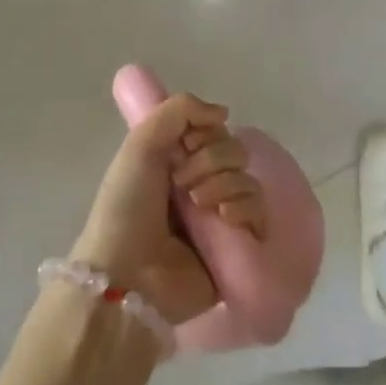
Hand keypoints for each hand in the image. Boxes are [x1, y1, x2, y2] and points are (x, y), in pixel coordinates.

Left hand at [70, 94, 266, 324]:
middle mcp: (201, 186)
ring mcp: (220, 218)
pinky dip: (245, 208)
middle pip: (234, 152)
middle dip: (212, 161)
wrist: (126, 275)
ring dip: (226, 185)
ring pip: (248, 180)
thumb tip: (223, 113)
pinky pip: (259, 213)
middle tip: (184, 185)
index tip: (186, 145)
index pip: (214, 131)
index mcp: (177, 162)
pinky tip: (225, 217)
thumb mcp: (140, 144)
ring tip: (201, 206)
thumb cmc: (126, 208)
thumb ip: (179, 109)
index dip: (205, 133)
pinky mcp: (237, 247)